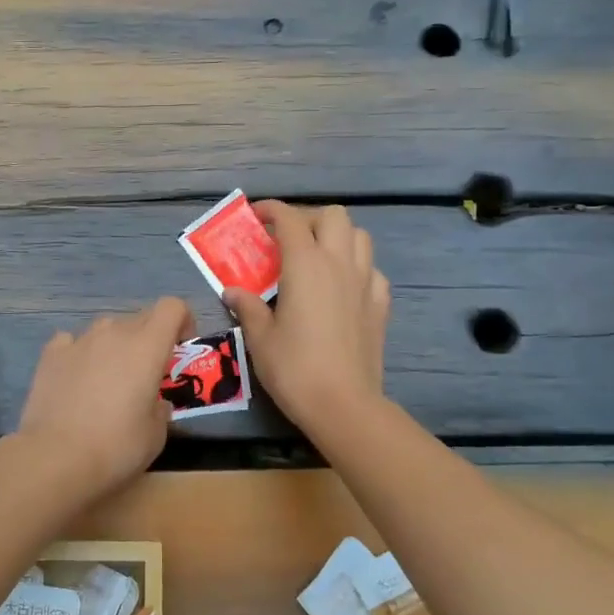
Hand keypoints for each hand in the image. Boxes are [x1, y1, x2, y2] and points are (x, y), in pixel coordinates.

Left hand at [15, 297, 193, 498]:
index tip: (180, 349)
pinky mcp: (51, 354)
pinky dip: (80, 353)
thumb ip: (161, 408)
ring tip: (109, 378)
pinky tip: (77, 378)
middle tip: (147, 373)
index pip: (172, 307)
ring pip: (106, 327)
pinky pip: (72, 341)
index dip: (182, 321)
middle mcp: (114, 333)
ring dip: (115, 344)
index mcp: (147, 347)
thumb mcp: (156, 434)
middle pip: (140, 317)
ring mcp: (79, 340)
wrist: (56, 458)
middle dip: (150, 338)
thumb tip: (155, 402)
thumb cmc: (117, 447)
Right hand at [223, 201, 389, 432]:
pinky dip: (357, 267)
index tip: (256, 216)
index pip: (290, 219)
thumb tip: (232, 291)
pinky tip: (342, 287)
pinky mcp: (380, 305)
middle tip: (287, 240)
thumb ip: (247, 307)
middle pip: (333, 216)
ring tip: (317, 257)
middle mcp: (339, 263)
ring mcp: (365, 282)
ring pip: (360, 236)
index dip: (271, 210)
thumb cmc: (294, 368)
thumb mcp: (259, 337)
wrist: (343, 404)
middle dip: (308, 219)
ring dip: (337, 237)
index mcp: (306, 264)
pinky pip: (373, 270)